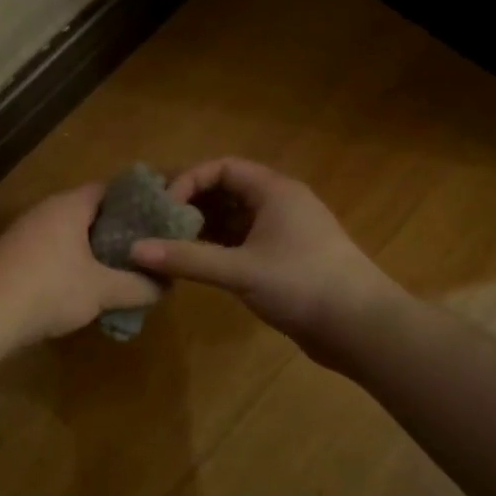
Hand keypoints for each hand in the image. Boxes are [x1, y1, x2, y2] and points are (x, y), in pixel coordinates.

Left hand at [0, 184, 160, 346]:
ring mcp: (27, 234)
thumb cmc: (49, 289)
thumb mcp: (102, 290)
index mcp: (70, 205)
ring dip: (97, 250)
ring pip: (73, 235)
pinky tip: (91, 287)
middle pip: (92, 212)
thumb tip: (166, 285)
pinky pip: (56, 253)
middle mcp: (47, 211)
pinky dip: (76, 264)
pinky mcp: (16, 258)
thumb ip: (138, 285)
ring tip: (126, 269)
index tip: (163, 216)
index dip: (140, 200)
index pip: (112, 189)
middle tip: (150, 247)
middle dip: (121, 230)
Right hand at [130, 159, 400, 363]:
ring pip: (233, 219)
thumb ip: (187, 258)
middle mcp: (279, 204)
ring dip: (202, 228)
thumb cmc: (303, 285)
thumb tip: (134, 250)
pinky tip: (193, 264)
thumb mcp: (240, 270)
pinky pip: (242, 243)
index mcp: (275, 191)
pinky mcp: (284, 260)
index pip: (222, 168)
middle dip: (190, 204)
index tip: (163, 207)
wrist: (361, 327)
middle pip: (226, 191)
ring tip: (166, 243)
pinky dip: (217, 249)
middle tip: (155, 222)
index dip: (189, 180)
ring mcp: (284, 233)